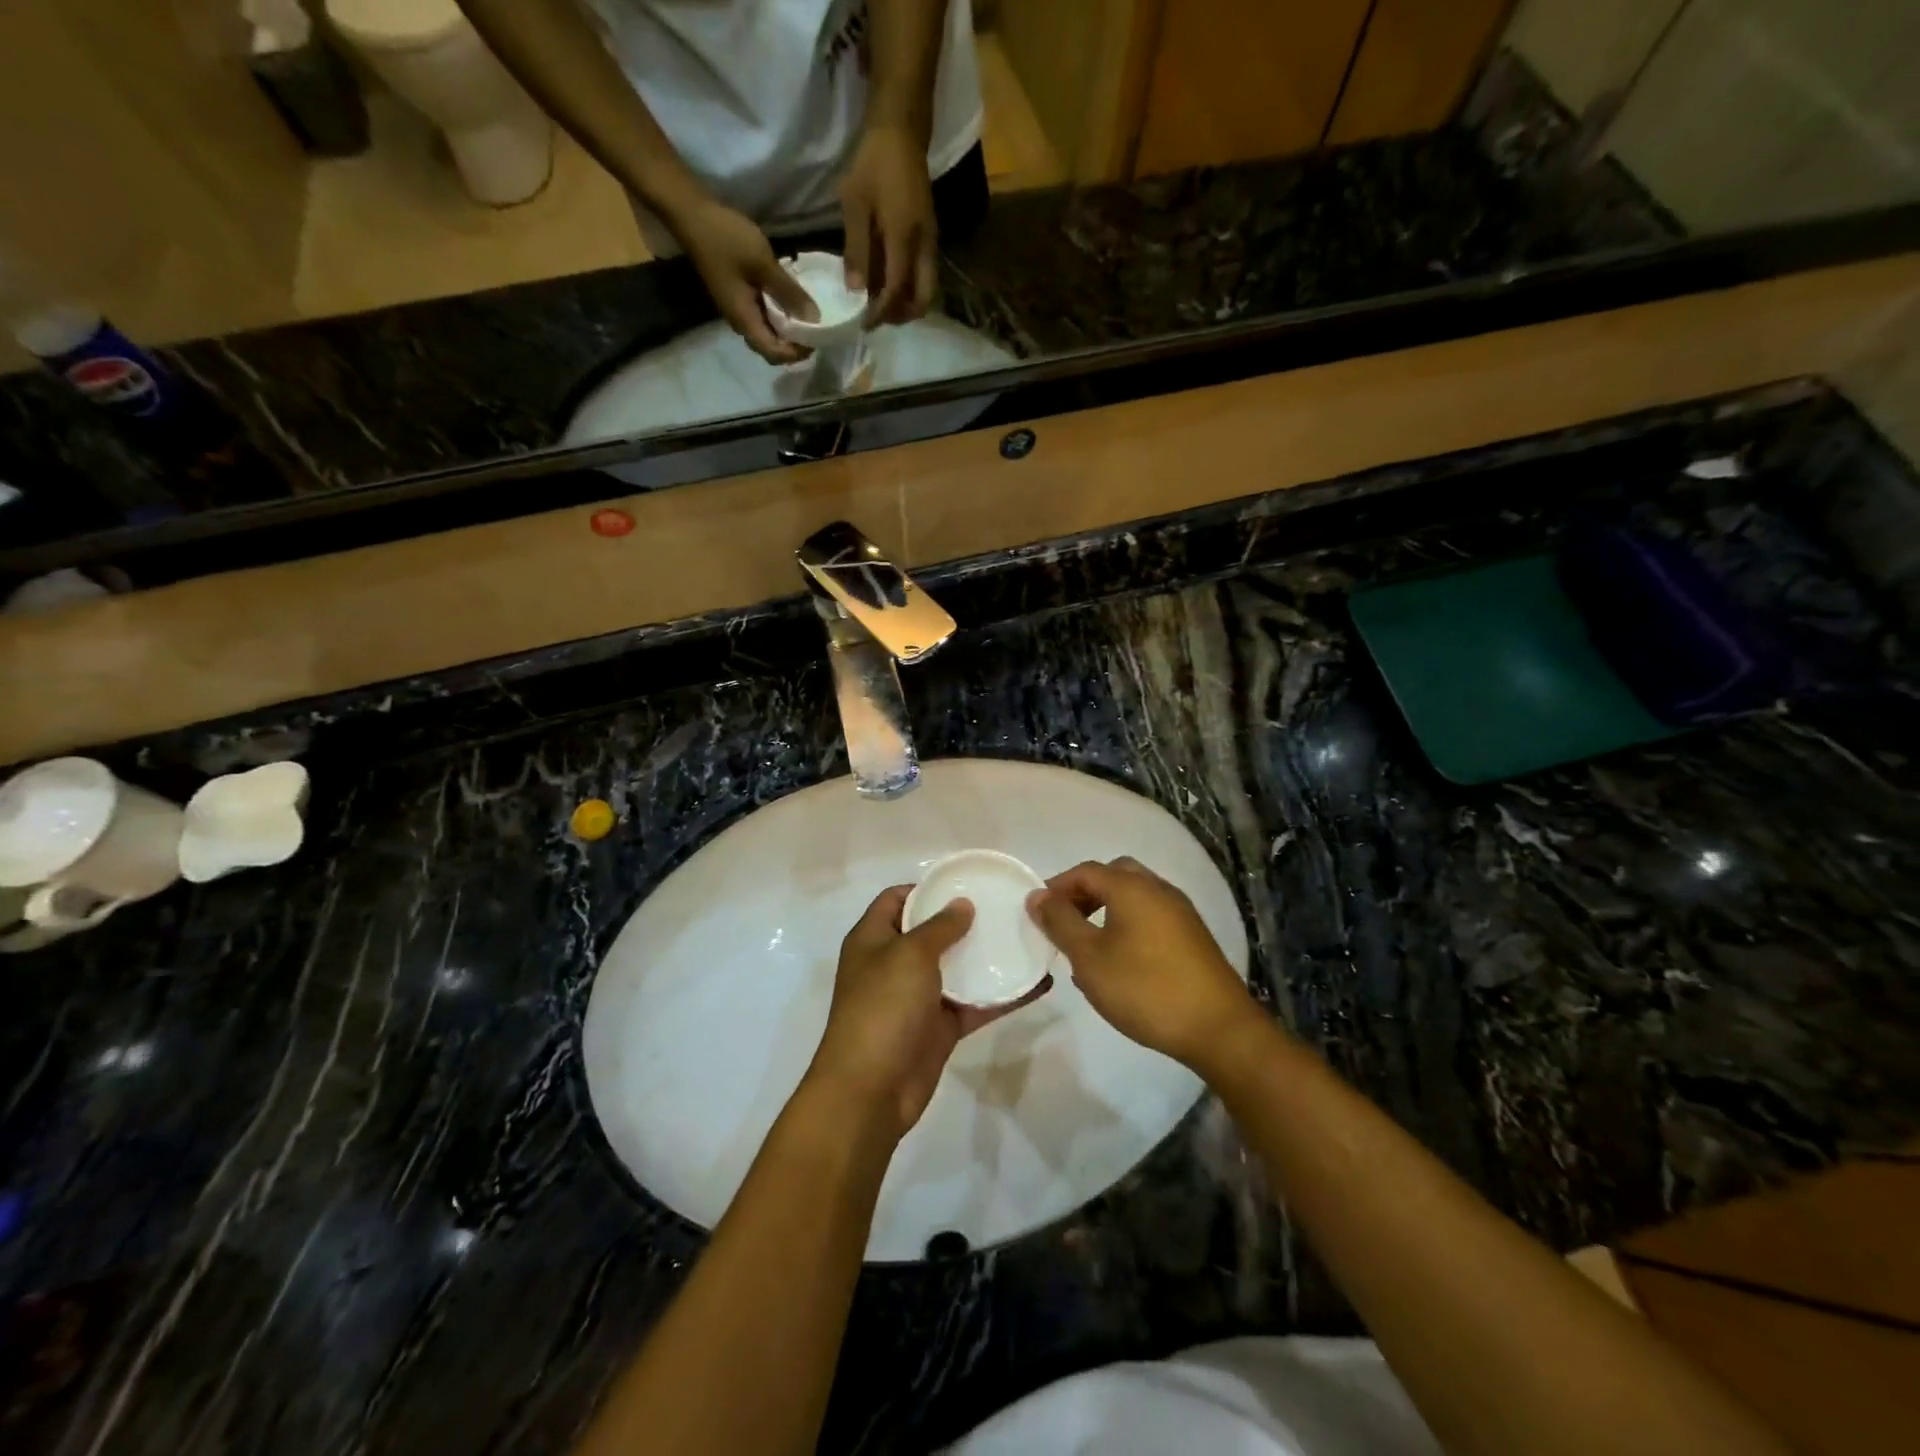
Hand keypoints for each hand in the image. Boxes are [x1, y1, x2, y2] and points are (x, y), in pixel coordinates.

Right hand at [675, 197, 816, 364]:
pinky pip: (763, 315)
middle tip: (815, 329)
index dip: (796, 353)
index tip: (816, 339)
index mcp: (744, 320)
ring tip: (808, 315)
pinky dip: (779, 314)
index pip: (774, 354)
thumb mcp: (764, 264)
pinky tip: (791, 299)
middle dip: (794, 345)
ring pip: (767, 332)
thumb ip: (789, 293)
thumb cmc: (726, 238)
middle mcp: (740, 322)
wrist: (691, 213)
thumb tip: (815, 319)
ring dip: (787, 329)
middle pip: (771, 348)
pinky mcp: (738, 295)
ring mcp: (737, 309)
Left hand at [807, 887, 1052, 1141]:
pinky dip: (1002, 996)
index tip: (965, 882)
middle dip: (964, 920)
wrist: (870, 1091)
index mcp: (873, 939)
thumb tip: (962, 904)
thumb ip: (939, 927)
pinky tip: (1037, 984)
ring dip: (987, 957)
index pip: (897, 899)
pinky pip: (974, 1004)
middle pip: (931, 932)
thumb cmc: (882, 1008)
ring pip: (957, 969)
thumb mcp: (909, 955)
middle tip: (1005, 907)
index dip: (926, 887)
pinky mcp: (940, 1028)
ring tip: (1026, 937)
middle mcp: (893, 964)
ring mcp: (917, 998)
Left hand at [838, 124, 937, 325]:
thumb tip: (854, 293)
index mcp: (904, 238)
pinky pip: (923, 276)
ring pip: (925, 290)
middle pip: (922, 300)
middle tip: (876, 317)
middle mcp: (923, 247)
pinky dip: (908, 288)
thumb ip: (856, 251)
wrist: (901, 131)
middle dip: (900, 315)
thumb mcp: (855, 204)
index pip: (897, 291)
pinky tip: (886, 282)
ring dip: (905, 304)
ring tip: (879, 303)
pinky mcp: (929, 238)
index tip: (863, 323)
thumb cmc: (874, 163)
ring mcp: (930, 243)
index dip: (881, 313)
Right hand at [1028, 858, 1256, 1069]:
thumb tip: (1036, 896)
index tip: (1038, 914)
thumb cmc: (1145, 988)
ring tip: (1088, 946)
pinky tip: (1121, 961)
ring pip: (1134, 896)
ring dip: (1106, 910)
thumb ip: (1060, 922)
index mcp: (1132, 887)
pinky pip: (1151, 916)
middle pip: (1113, 876)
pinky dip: (1128, 925)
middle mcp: (1158, 889)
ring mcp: (1181, 912)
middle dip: (1084, 894)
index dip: (1057, 888)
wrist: (1218, 1028)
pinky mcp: (1193, 937)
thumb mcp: (1089, 958)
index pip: (1085, 871)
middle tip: (1065, 923)